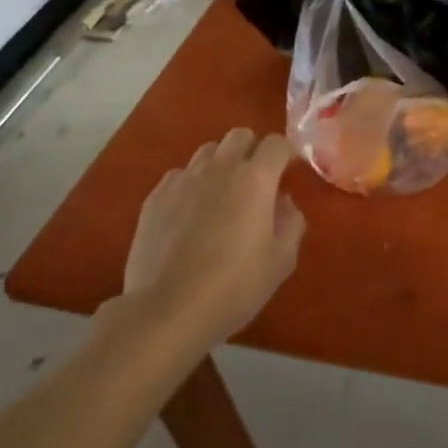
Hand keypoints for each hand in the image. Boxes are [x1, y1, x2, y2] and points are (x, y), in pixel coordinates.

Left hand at [121, 128, 305, 344]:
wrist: (166, 311)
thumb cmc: (233, 287)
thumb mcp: (281, 261)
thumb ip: (291, 223)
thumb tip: (284, 202)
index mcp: (255, 178)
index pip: (277, 143)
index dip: (286, 154)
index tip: (288, 172)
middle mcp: (220, 168)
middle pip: (240, 135)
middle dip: (252, 150)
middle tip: (256, 181)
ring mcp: (184, 179)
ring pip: (208, 151)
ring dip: (221, 164)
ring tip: (221, 195)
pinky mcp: (155, 197)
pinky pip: (179, 175)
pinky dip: (191, 184)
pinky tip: (189, 213)